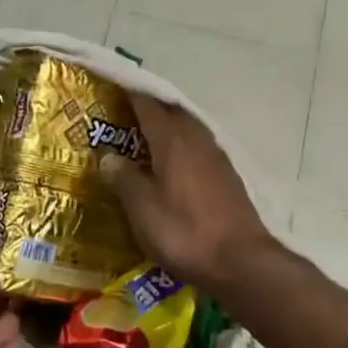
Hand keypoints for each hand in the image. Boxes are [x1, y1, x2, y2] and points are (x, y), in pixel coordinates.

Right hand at [100, 93, 276, 295]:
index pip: (147, 104)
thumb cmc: (184, 232)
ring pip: (187, 127)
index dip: (129, 92)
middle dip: (148, 106)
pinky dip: (180, 145)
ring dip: (166, 125)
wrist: (240, 261)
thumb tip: (108, 156)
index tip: (112, 85)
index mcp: (172, 140)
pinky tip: (171, 162)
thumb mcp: (142, 209)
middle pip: (170, 111)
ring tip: (144, 134)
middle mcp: (196, 139)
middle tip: (124, 110)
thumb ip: (124, 178)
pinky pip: (198, 146)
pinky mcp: (227, 175)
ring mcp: (216, 156)